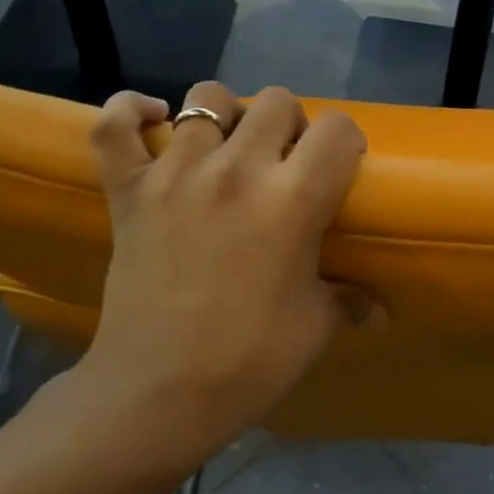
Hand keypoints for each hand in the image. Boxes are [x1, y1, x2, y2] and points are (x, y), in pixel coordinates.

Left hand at [70, 82, 367, 468]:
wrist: (157, 395)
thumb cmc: (250, 361)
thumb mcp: (315, 327)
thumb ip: (350, 301)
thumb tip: (379, 311)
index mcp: (293, 199)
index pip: (337, 129)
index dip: (347, 142)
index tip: (342, 167)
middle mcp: (237, 170)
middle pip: (277, 101)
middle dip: (292, 125)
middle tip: (287, 163)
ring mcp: (176, 174)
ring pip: (207, 98)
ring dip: (228, 115)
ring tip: (230, 148)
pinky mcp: (129, 190)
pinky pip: (114, 126)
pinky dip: (130, 112)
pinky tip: (154, 120)